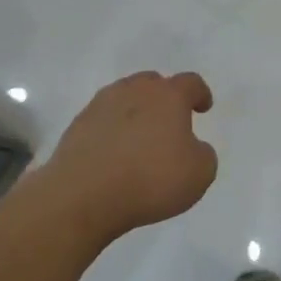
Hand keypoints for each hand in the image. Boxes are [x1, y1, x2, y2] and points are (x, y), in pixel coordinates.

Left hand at [40, 71, 217, 242]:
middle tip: (169, 120)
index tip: (203, 107)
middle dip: (164, 97)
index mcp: (168, 96)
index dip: (200, 93)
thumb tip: (192, 147)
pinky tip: (114, 154)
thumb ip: (203, 153)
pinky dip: (111, 131)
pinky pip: (102, 120)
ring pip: (124, 98)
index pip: (190, 83)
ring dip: (135, 111)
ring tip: (139, 137)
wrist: (83, 196)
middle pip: (153, 83)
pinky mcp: (76, 126)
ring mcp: (101, 106)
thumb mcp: (200, 173)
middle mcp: (134, 91)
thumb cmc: (151, 180)